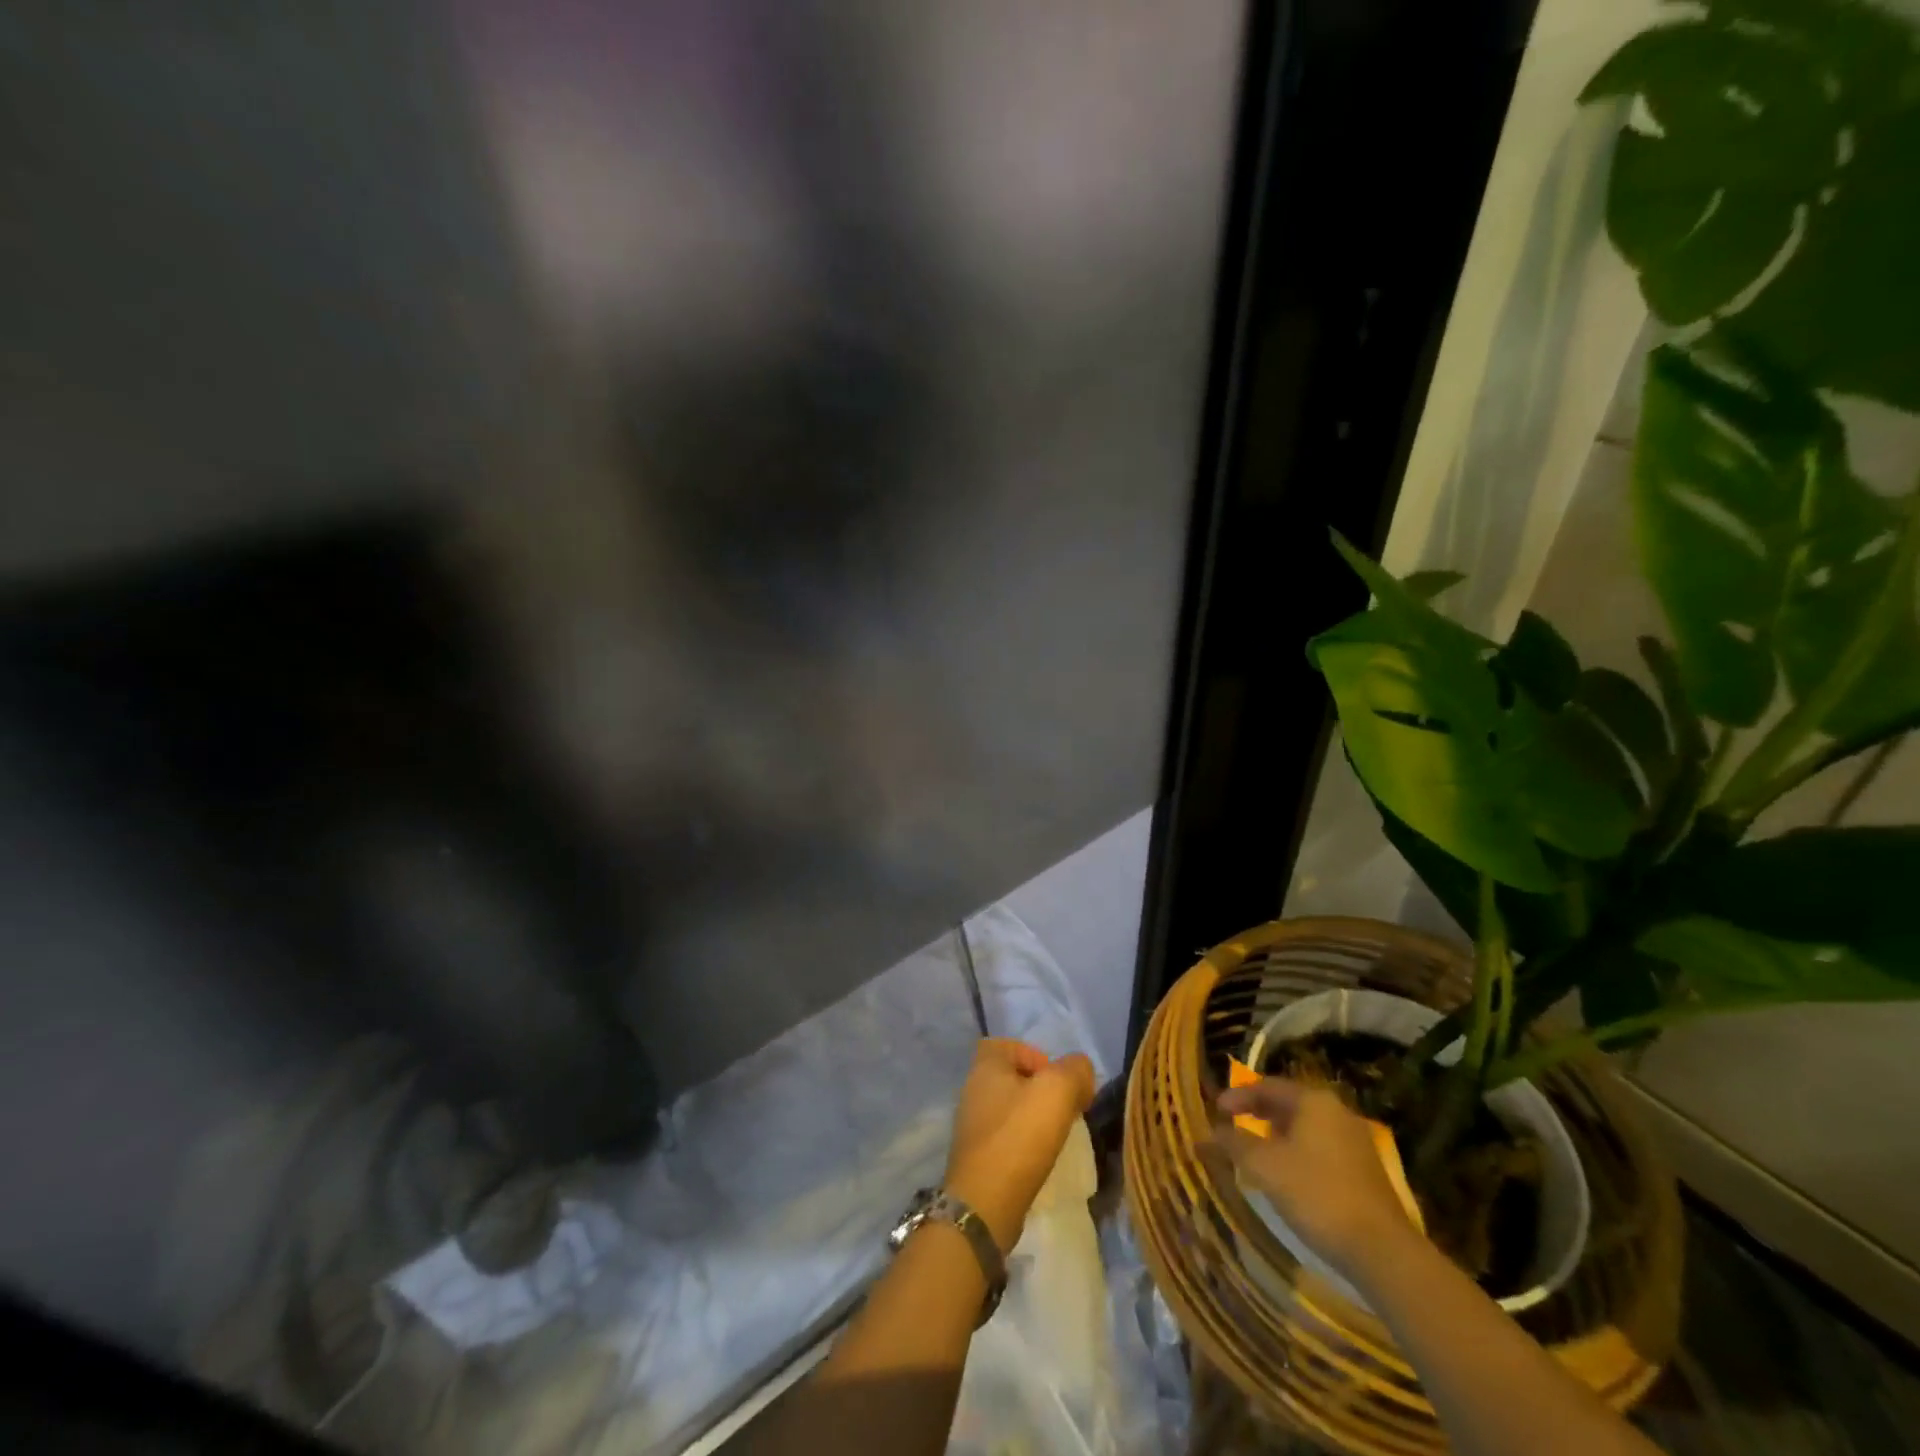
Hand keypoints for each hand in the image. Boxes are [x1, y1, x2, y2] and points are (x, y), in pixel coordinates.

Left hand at [943, 1038, 1095, 1253]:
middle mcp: (972, 1090)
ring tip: (1055, 1136)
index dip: (1033, 1054)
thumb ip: (1075, 1071)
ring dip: (1032, 1117)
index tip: (1056, 1080)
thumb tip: (1081, 1070)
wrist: (985, 1204)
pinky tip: (1039, 1159)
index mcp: (985, 1066)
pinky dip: (1022, 1142)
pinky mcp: (976, 1157)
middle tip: (1063, 1109)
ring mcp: (971, 1125)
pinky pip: (1004, 1137)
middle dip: (1039, 1089)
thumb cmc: (1019, 1137)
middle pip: (1010, 1077)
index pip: (1006, 1044)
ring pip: (1008, 1108)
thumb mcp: (1057, 1091)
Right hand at [1216, 1077, 1416, 1281]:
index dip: (1238, 1096)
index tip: (1216, 1110)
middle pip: (1288, 1104)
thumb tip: (1208, 1133)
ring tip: (1255, 1151)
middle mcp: (1337, 1113)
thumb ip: (1234, 1144)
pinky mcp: (1365, 1171)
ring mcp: (1355, 1142)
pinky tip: (1286, 1175)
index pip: (1267, 1086)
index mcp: (1314, 1102)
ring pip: (1306, 1128)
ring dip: (1277, 1135)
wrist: (1381, 1251)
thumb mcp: (1264, 1166)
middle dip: (1258, 1114)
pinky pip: (1321, 1148)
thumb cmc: (1316, 1194)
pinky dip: (1297, 1152)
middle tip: (1232, 1125)